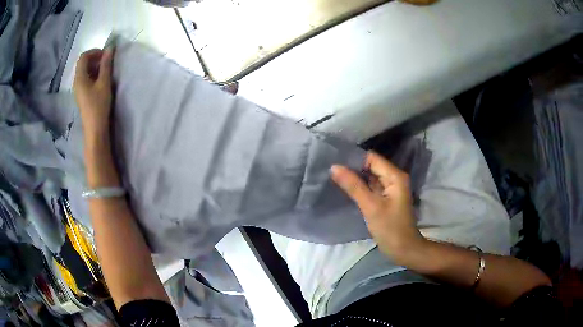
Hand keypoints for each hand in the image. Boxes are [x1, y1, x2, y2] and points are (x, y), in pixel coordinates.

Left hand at [73, 48, 113, 138]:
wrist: (95, 129)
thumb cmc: (98, 105)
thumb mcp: (104, 83)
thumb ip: (106, 65)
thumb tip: (109, 48)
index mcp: (80, 78)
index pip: (83, 57)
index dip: (94, 52)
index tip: (105, 54)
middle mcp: (76, 82)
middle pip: (83, 64)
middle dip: (95, 59)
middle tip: (106, 61)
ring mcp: (78, 90)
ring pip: (84, 72)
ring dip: (94, 67)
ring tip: (105, 71)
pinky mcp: (81, 95)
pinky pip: (85, 79)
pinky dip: (93, 75)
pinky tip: (100, 81)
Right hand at [331, 152, 425, 262]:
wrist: (403, 249)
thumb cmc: (390, 228)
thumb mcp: (371, 207)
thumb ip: (353, 186)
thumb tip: (334, 167)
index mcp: (395, 176)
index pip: (372, 158)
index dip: (354, 159)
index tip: (336, 163)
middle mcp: (394, 178)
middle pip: (371, 166)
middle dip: (353, 168)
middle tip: (332, 171)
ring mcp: (390, 188)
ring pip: (370, 177)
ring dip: (356, 177)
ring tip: (335, 177)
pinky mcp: (386, 198)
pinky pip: (371, 187)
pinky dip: (360, 187)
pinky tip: (346, 188)